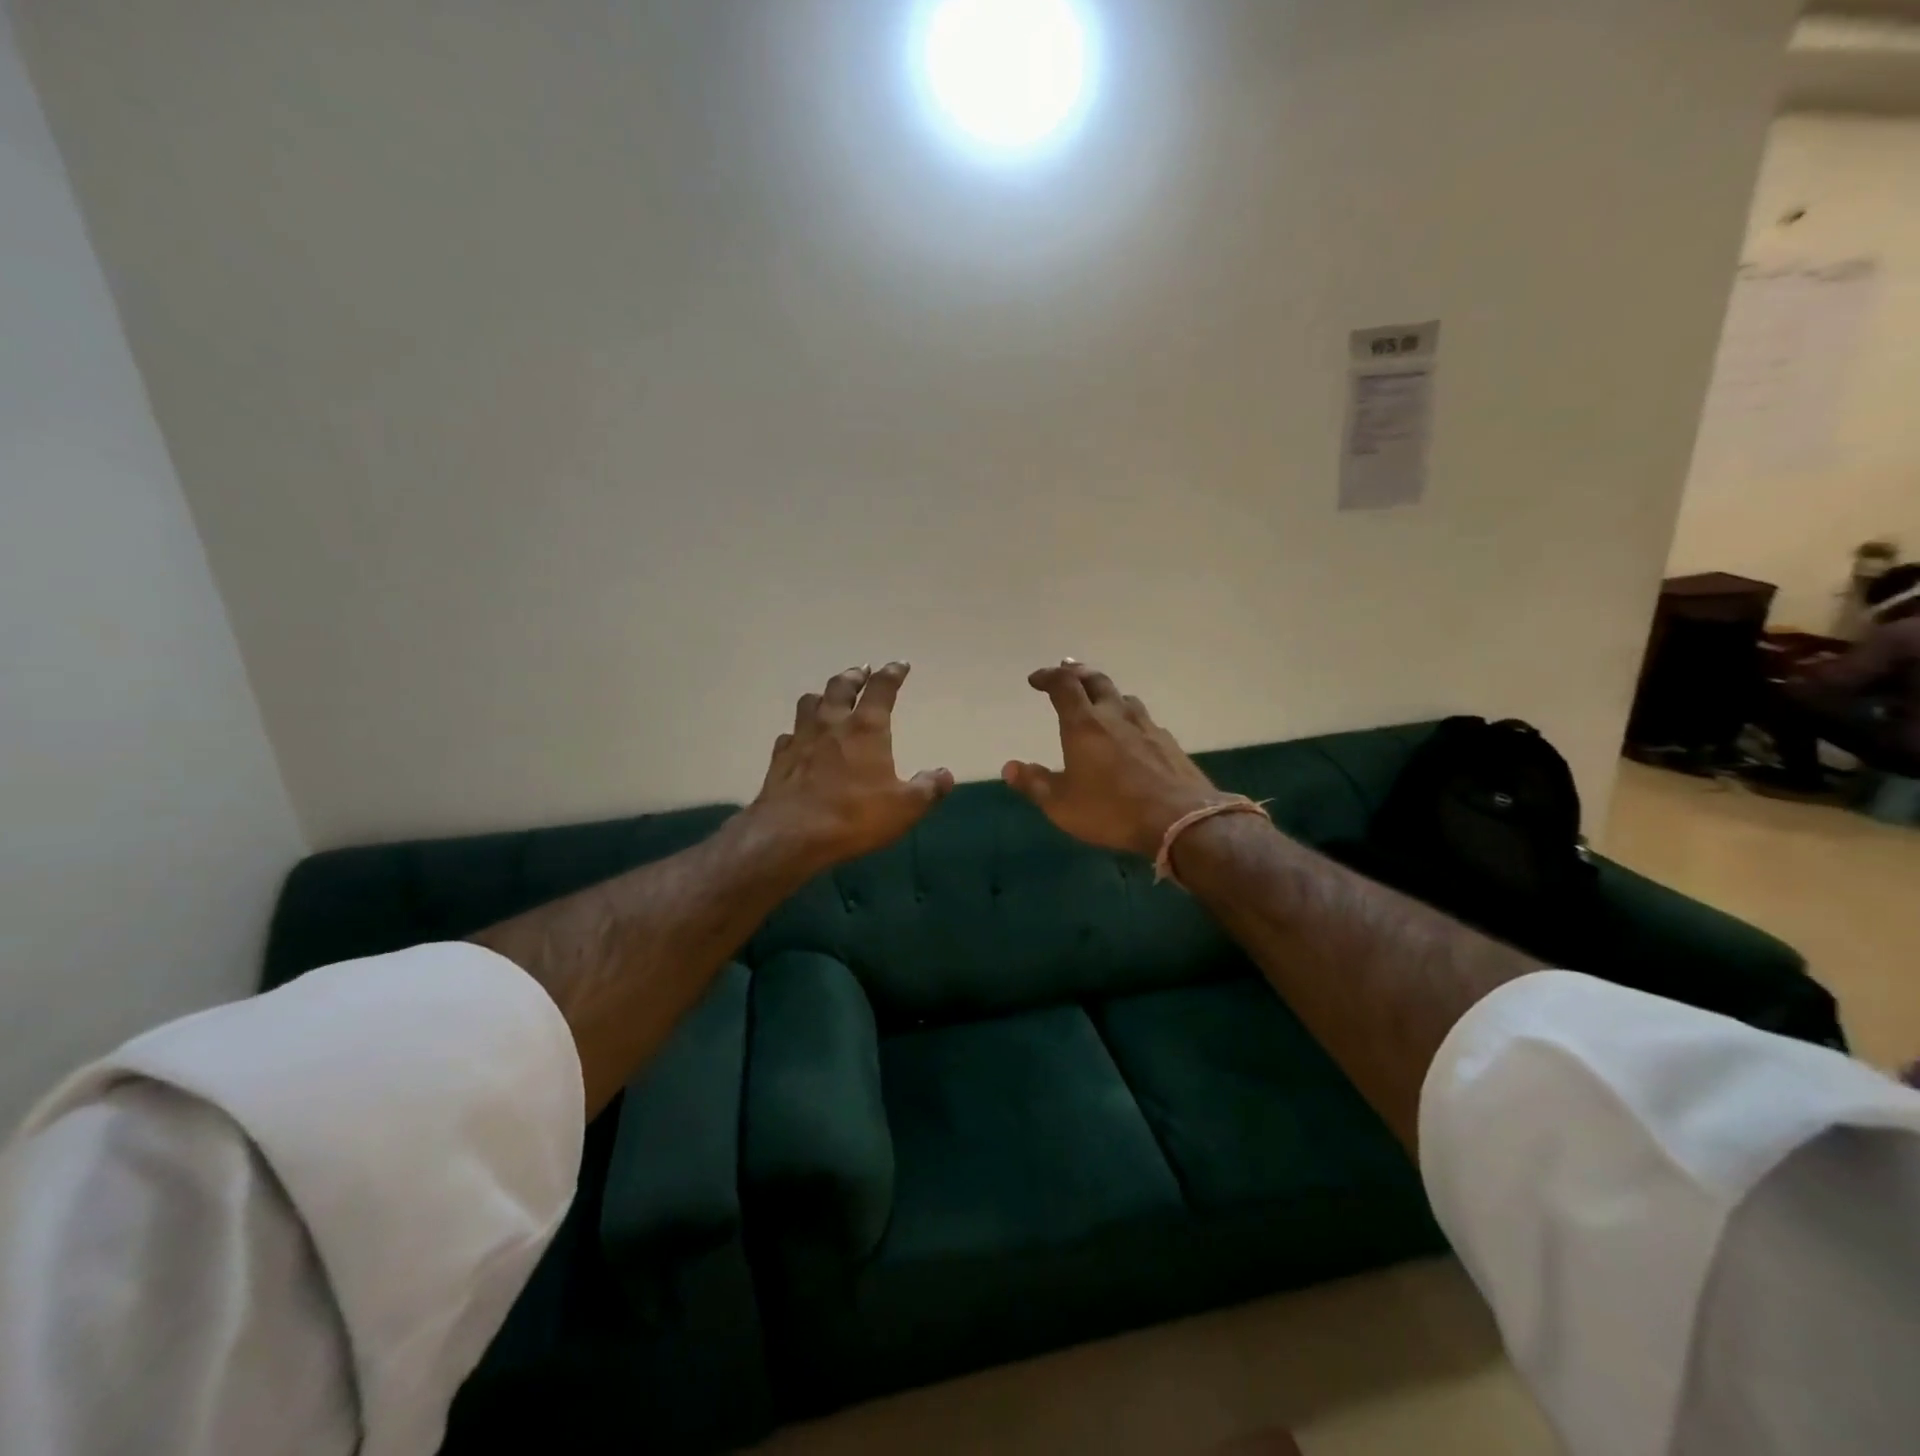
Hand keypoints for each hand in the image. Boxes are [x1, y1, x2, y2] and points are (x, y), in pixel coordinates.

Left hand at [749, 663, 953, 871]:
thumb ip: (928, 788)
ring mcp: (802, 738)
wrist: (792, 835)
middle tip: (862, 670)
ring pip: (810, 702)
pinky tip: (800, 738)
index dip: (892, 673)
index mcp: (866, 728)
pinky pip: (789, 734)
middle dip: (855, 676)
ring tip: (829, 696)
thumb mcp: (905, 807)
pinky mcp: (780, 758)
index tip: (900, 665)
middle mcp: (832, 723)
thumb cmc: (854, 815)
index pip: (881, 688)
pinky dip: (799, 730)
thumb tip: (945, 774)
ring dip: (823, 695)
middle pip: (841, 686)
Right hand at [1003, 661, 1231, 858]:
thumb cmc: (1111, 810)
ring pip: (1124, 697)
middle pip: (1096, 681)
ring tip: (1098, 697)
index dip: (1048, 677)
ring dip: (1106, 692)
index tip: (1036, 679)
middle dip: (1077, 672)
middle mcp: (1115, 716)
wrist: (1180, 820)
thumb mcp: (1062, 805)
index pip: (1063, 686)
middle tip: (1066, 669)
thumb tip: (1009, 767)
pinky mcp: (1168, 743)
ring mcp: (1146, 727)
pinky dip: (1128, 716)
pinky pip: (1143, 719)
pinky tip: (1131, 731)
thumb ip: (1035, 783)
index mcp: (1084, 725)